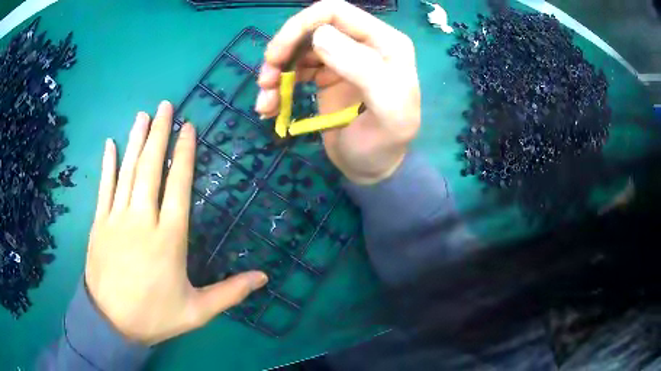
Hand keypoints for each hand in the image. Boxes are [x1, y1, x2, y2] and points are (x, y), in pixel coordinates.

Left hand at [85, 101, 267, 344]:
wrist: (111, 323)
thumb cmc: (155, 316)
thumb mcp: (197, 311)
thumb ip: (230, 292)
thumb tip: (264, 278)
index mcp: (168, 238)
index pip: (178, 185)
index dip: (184, 154)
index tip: (188, 127)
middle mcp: (142, 220)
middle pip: (150, 168)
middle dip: (159, 134)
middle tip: (165, 106)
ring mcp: (116, 219)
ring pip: (127, 171)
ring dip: (136, 140)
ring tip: (144, 115)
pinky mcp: (99, 223)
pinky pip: (104, 187)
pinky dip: (107, 164)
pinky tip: (110, 143)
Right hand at [255, 0, 420, 184]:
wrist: (374, 169)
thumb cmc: (385, 143)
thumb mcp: (387, 110)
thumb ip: (362, 69)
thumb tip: (319, 35)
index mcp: (385, 42)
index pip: (336, 12)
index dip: (301, 25)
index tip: (277, 55)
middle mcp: (363, 43)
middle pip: (312, 28)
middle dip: (283, 50)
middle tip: (265, 79)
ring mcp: (343, 58)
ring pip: (299, 48)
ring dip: (276, 70)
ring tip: (265, 100)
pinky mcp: (326, 75)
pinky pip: (295, 69)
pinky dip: (278, 85)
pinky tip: (269, 106)